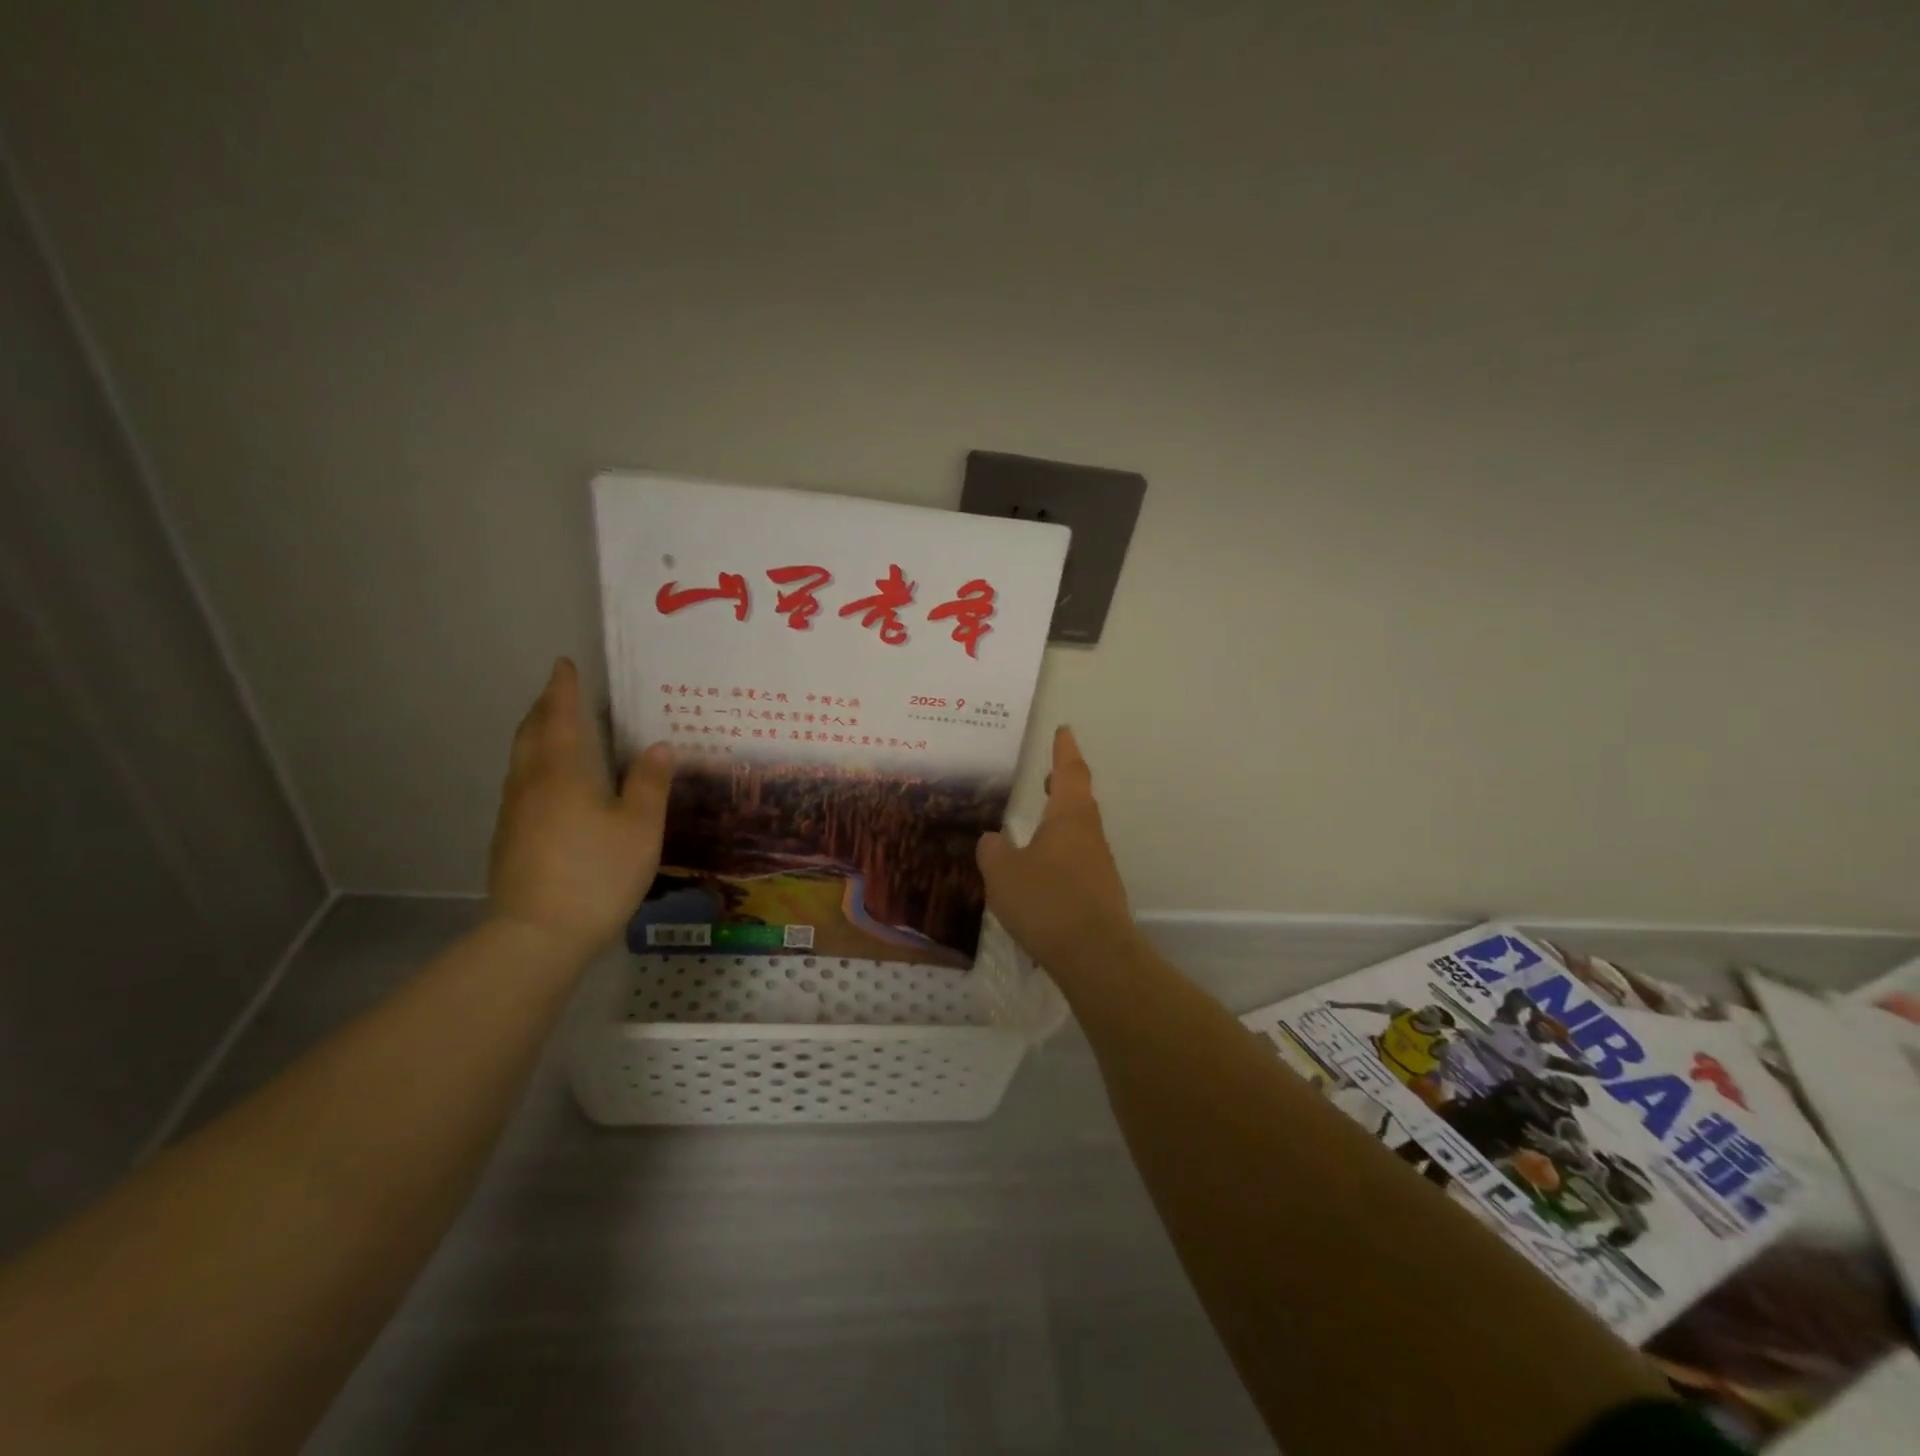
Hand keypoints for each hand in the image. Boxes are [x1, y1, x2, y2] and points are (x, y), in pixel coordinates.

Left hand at [487, 658, 673, 956]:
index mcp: (563, 772)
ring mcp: (514, 812)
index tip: (564, 665)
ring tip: (554, 729)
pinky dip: (534, 765)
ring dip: (536, 735)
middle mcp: (531, 783)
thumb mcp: (640, 827)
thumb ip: (649, 784)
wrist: (538, 935)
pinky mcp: (509, 838)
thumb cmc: (598, 873)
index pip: (561, 717)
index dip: (563, 689)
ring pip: (521, 759)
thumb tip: (658, 746)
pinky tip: (550, 783)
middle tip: (558, 692)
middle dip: (544, 707)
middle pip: (531, 733)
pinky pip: (521, 784)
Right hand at [977, 726, 1136, 970]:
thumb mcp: (1003, 872)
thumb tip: (993, 840)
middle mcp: (1090, 835)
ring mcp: (1099, 866)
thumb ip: (993, 850)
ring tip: (1035, 828)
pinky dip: (1059, 857)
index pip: (1069, 771)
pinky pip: (1076, 863)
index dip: (1064, 750)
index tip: (1063, 730)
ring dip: (1060, 824)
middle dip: (1062, 785)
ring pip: (1078, 833)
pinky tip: (1040, 875)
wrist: (1095, 956)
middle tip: (1045, 776)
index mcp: (1070, 817)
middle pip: (1079, 800)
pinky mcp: (1100, 895)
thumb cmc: (1047, 901)